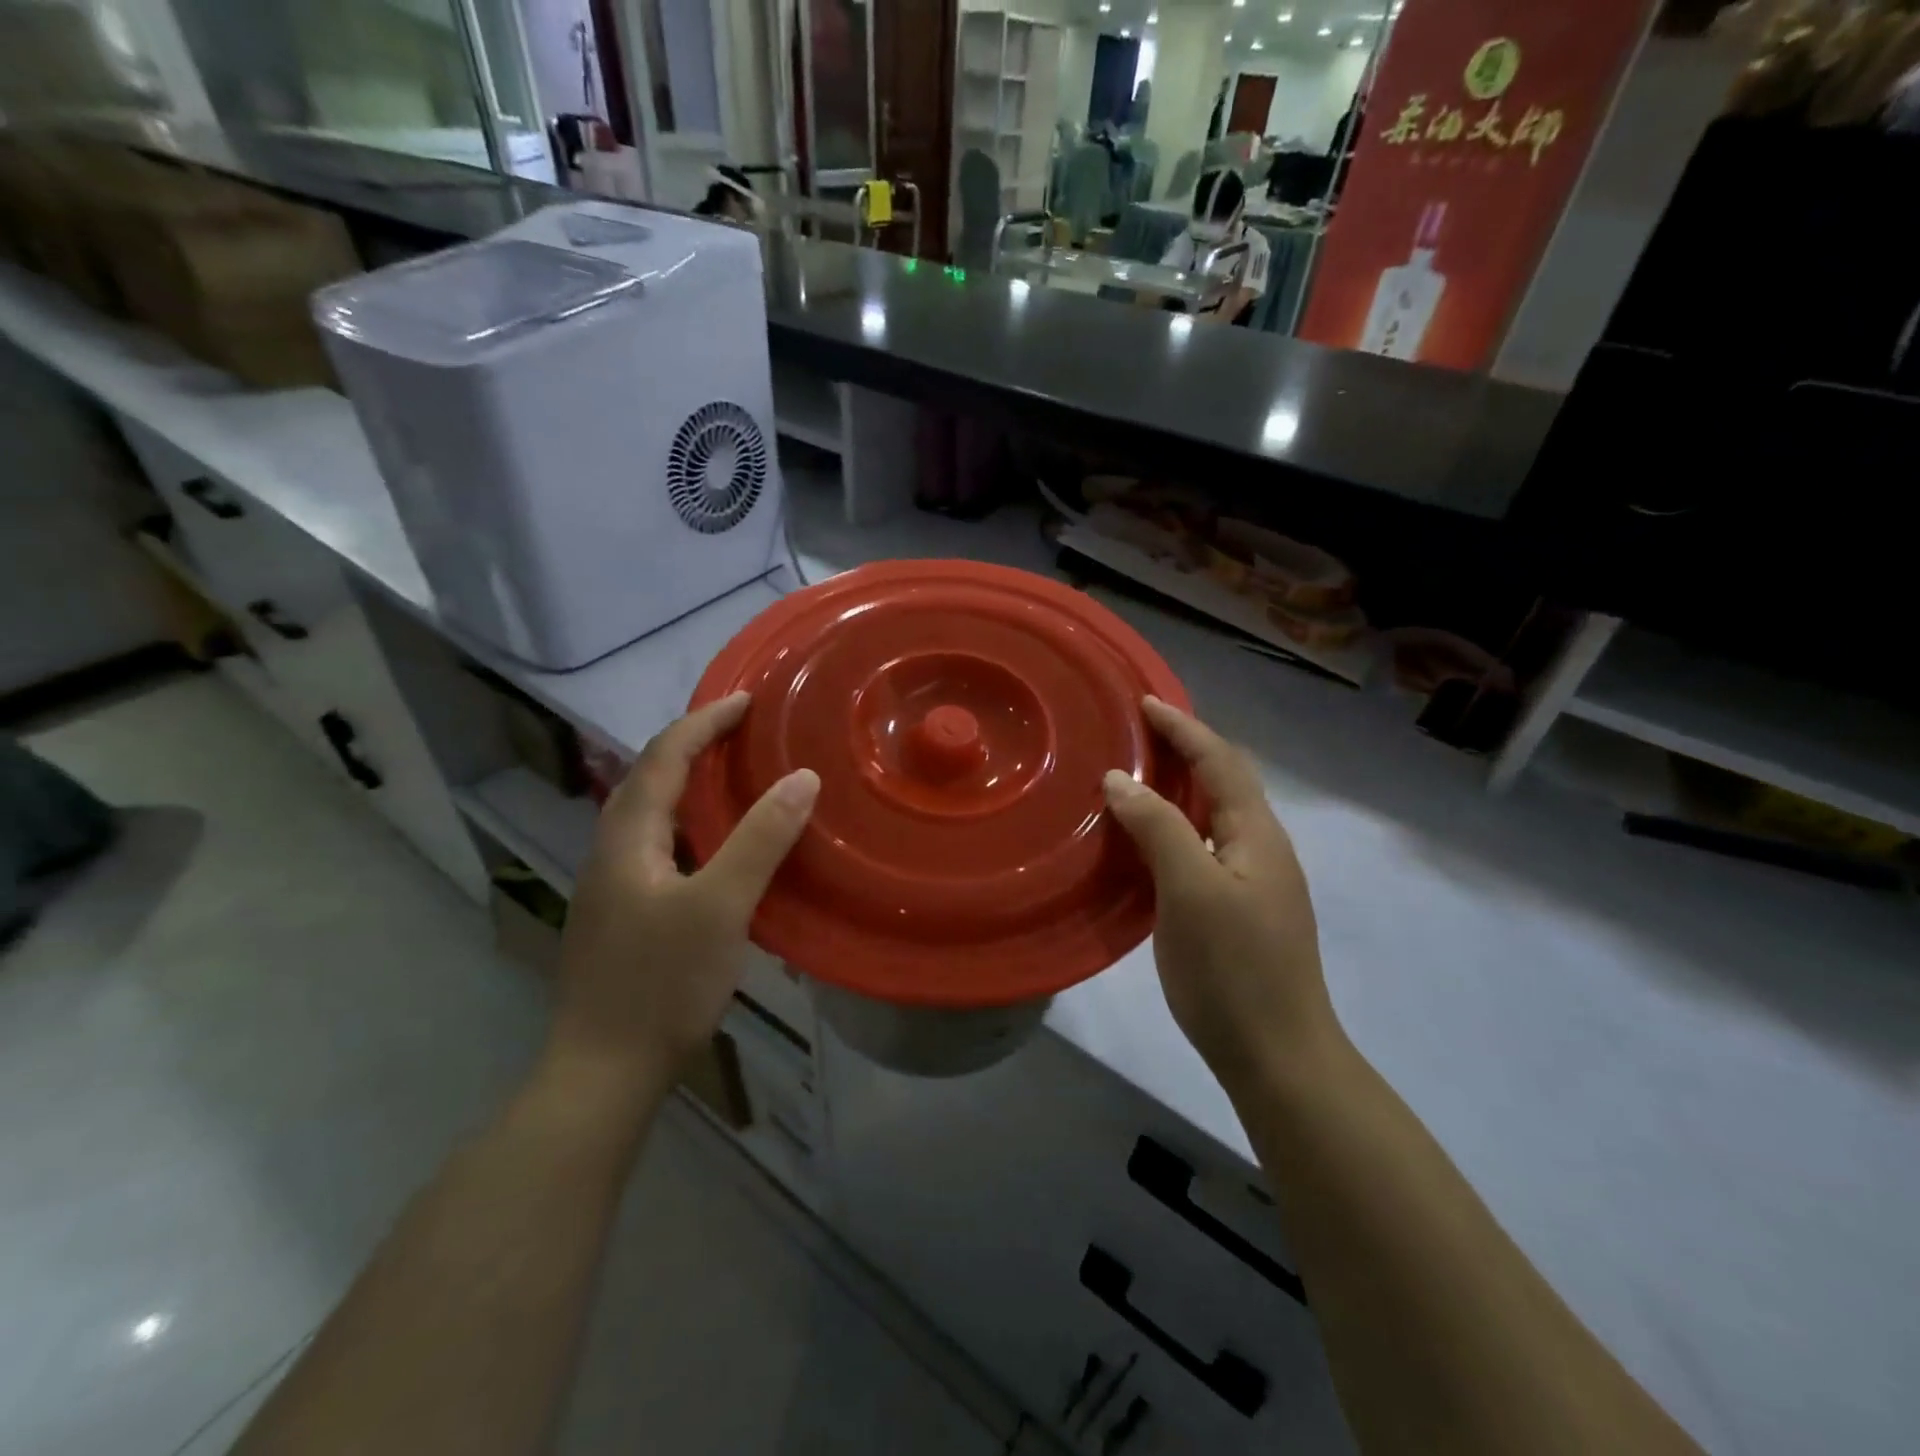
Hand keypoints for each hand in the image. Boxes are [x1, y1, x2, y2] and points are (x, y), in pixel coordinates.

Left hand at [547, 693, 817, 1107]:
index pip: (663, 757)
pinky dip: (692, 823)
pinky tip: (719, 845)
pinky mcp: (625, 915)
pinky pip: (660, 845)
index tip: (747, 699)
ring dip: (691, 783)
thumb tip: (801, 778)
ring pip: (652, 815)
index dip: (704, 722)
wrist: (602, 1074)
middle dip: (694, 744)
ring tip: (736, 774)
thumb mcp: (720, 907)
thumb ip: (760, 840)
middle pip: (649, 778)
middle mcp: (611, 851)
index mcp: (626, 838)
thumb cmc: (660, 985)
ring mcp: (614, 887)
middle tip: (744, 731)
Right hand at [1102, 697, 1340, 1093]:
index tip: (1144, 703)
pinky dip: (1175, 826)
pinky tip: (1147, 840)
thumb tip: (1121, 779)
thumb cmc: (1233, 968)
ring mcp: (1253, 882)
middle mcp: (1262, 848)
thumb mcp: (1190, 889)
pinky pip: (1203, 847)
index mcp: (1257, 834)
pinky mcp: (1237, 910)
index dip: (1184, 728)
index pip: (1220, 761)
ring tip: (1137, 775)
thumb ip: (1158, 827)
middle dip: (1185, 749)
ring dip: (1180, 788)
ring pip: (1214, 816)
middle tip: (1137, 734)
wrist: (1276, 1055)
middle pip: (1224, 782)